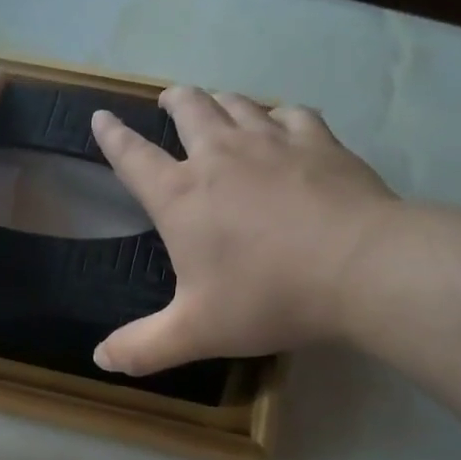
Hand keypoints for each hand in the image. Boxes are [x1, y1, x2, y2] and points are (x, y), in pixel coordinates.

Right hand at [90, 88, 395, 373]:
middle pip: (189, 110)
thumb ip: (144, 348)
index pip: (133, 157)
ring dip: (220, 101)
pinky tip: (282, 124)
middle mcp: (220, 156)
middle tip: (169, 100)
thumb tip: (100, 359)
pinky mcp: (319, 141)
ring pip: (237, 103)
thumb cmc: (268, 297)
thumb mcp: (196, 333)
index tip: (101, 117)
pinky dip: (277, 115)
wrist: (360, 268)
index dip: (112, 137)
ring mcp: (272, 142)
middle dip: (173, 101)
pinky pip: (290, 113)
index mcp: (181, 196)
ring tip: (217, 105)